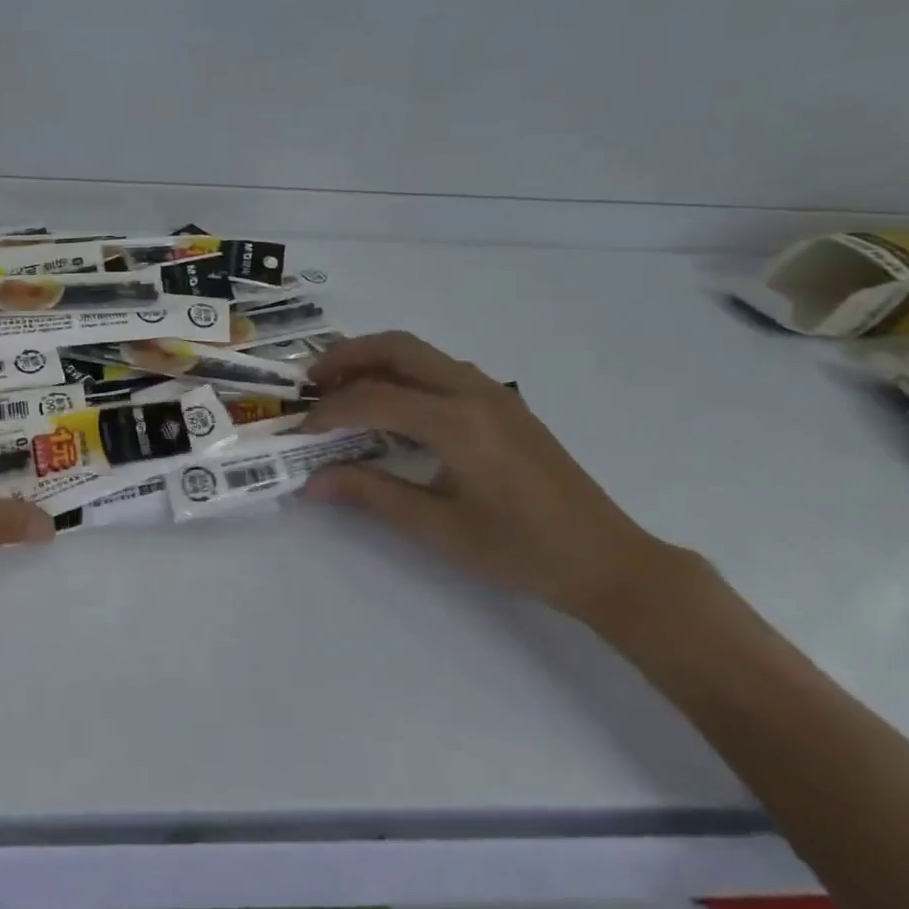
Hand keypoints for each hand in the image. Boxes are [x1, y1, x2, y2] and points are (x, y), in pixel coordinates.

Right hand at [297, 331, 670, 622]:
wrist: (608, 561)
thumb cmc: (521, 550)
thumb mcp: (438, 528)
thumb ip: (370, 493)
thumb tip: (311, 482)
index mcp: (457, 422)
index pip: (373, 398)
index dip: (328, 412)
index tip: (300, 431)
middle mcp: (473, 391)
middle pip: (397, 347)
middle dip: (346, 357)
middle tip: (311, 381)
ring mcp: (493, 392)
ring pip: (421, 352)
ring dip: (375, 359)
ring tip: (341, 388)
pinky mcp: (504, 403)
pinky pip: (441, 368)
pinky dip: (403, 371)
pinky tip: (391, 404)